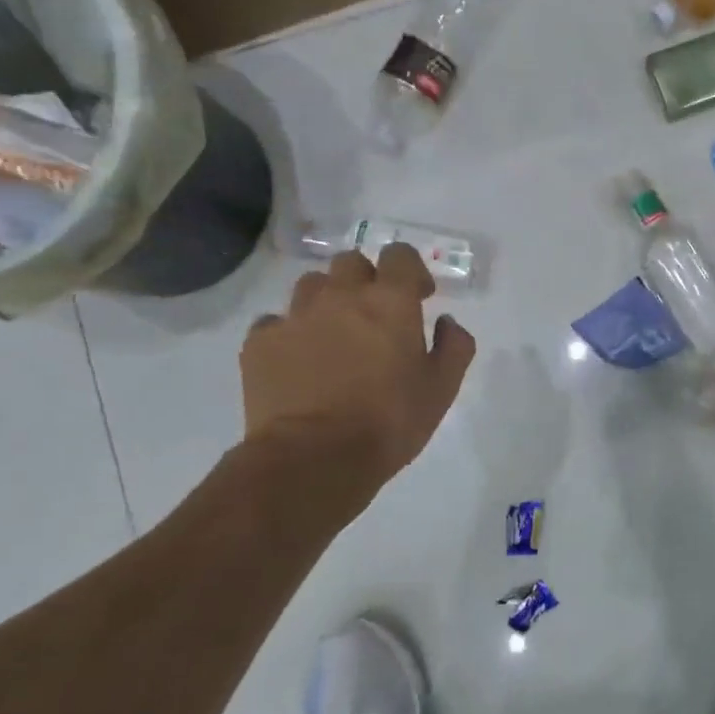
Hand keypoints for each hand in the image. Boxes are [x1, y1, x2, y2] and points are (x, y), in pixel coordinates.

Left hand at [240, 243, 475, 501]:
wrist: (314, 458)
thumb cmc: (389, 421)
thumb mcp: (442, 389)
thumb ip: (454, 346)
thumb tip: (446, 322)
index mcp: (390, 301)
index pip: (400, 256)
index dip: (410, 271)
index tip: (418, 297)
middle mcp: (341, 295)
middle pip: (351, 262)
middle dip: (366, 280)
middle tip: (375, 316)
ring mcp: (295, 316)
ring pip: (311, 285)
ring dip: (327, 300)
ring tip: (334, 334)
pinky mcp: (260, 342)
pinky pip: (275, 321)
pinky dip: (289, 332)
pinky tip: (298, 359)